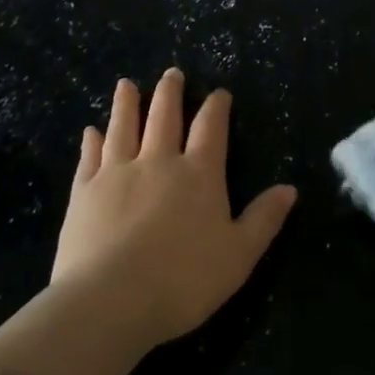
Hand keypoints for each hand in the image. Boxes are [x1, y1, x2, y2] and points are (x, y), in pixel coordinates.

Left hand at [49, 69, 297, 349]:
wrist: (111, 301)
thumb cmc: (183, 280)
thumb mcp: (238, 255)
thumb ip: (263, 219)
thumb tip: (290, 188)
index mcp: (199, 173)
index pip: (211, 128)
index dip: (217, 107)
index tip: (219, 92)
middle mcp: (159, 161)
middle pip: (165, 116)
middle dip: (170, 93)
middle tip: (171, 73)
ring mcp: (118, 173)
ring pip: (124, 127)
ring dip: (127, 104)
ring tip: (126, 84)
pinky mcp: (85, 193)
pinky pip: (90, 158)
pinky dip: (91, 142)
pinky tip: (90, 131)